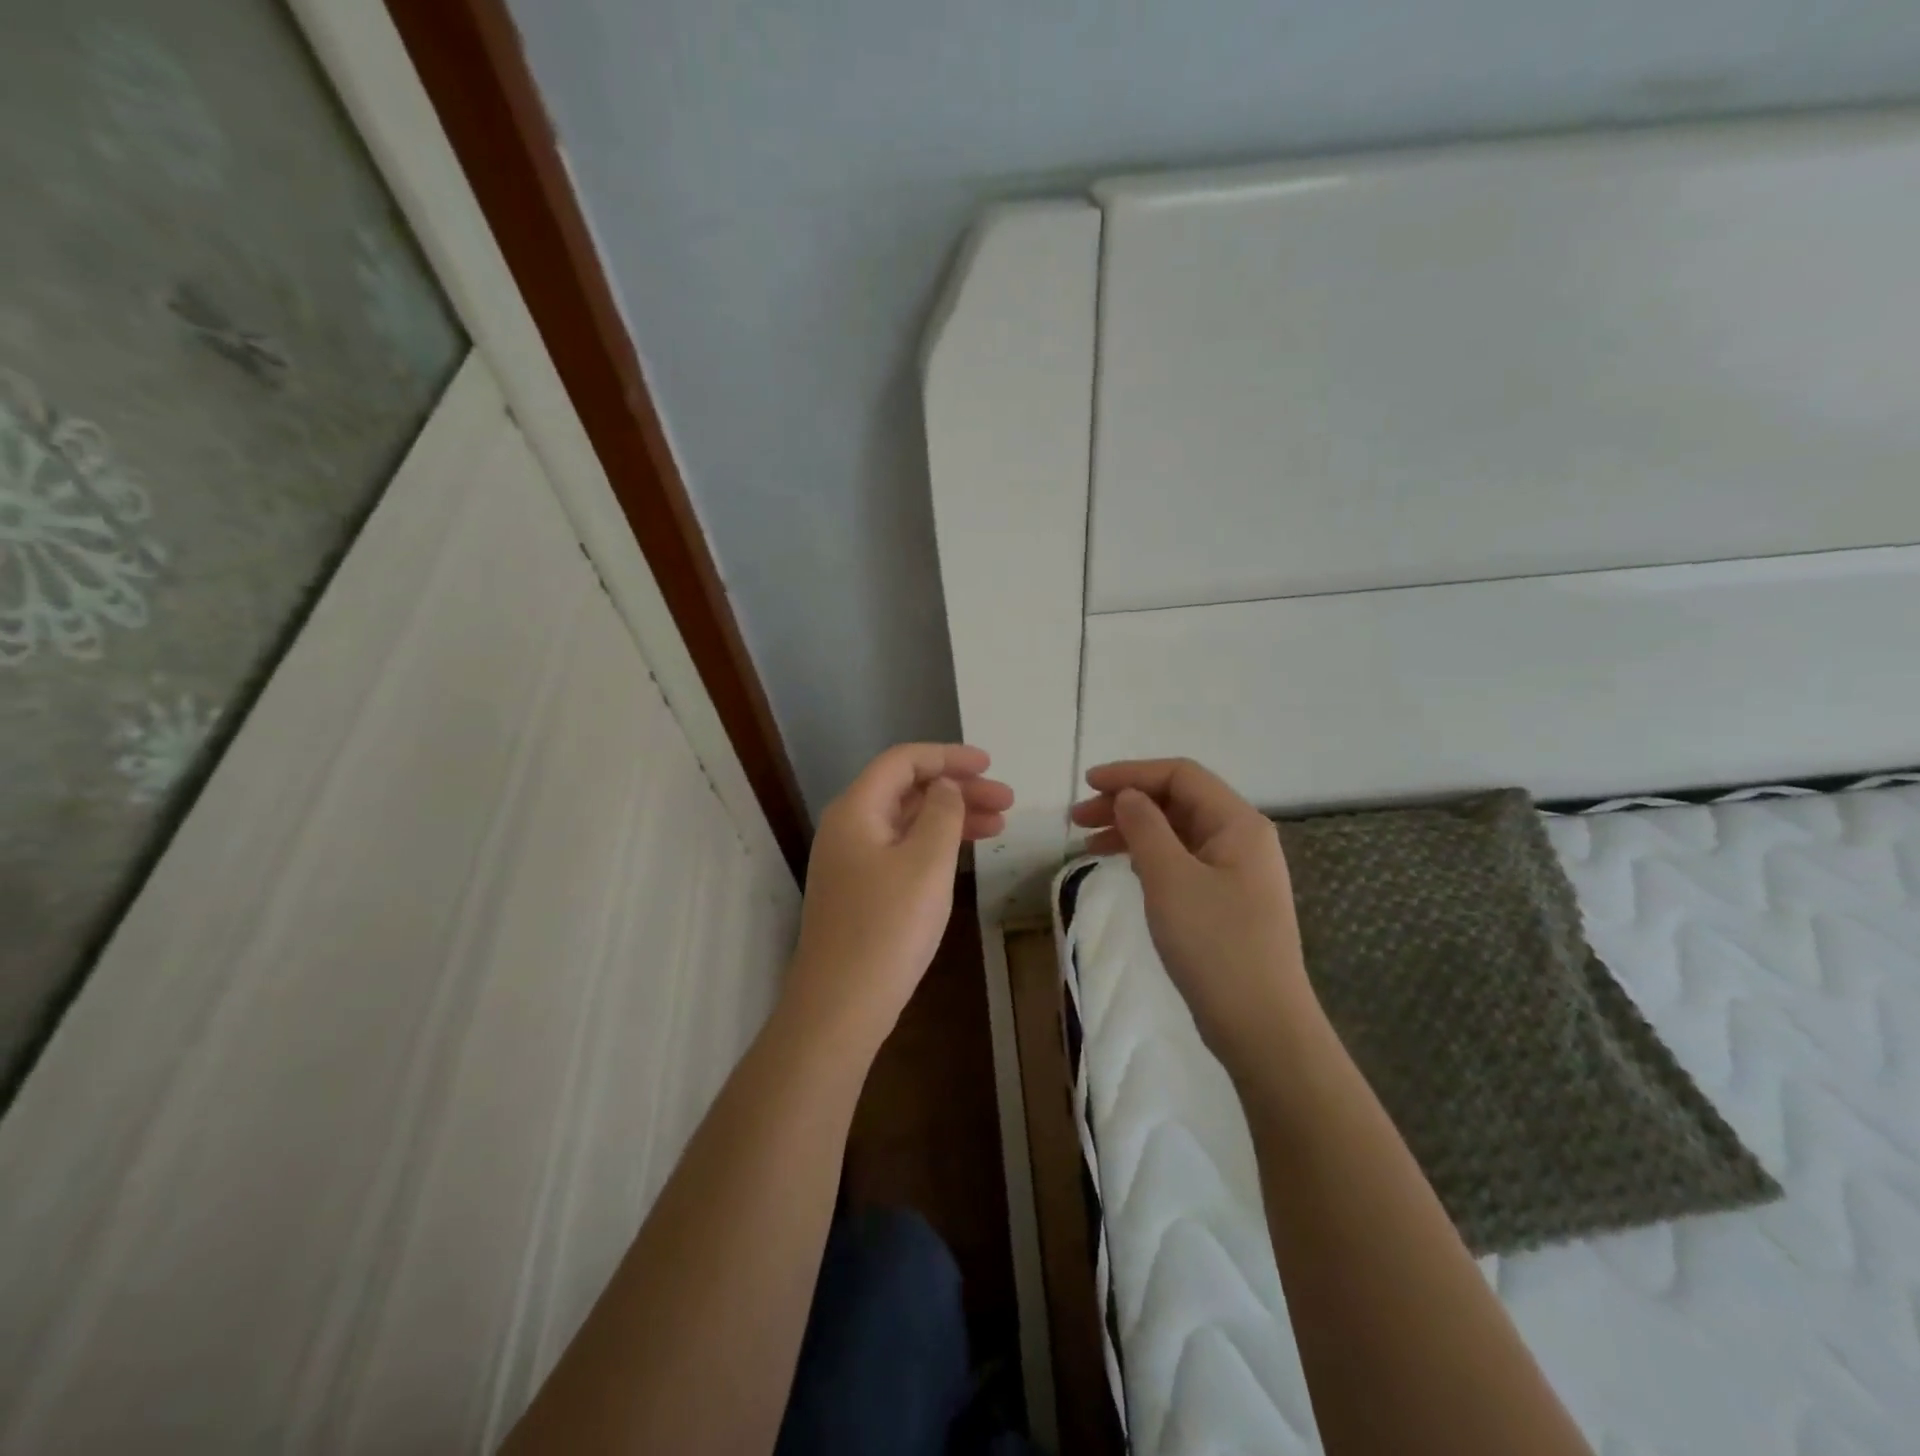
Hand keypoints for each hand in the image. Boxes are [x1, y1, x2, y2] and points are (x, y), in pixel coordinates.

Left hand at [787, 744, 1012, 1045]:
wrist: (840, 1006)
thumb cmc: (887, 928)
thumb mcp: (926, 863)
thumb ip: (942, 813)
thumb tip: (945, 786)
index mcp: (856, 810)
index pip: (902, 761)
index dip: (947, 756)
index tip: (990, 765)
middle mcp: (848, 827)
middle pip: (907, 789)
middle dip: (957, 789)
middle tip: (1007, 801)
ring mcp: (851, 861)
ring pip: (907, 821)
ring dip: (951, 817)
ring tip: (1000, 826)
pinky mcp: (860, 890)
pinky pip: (902, 849)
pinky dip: (934, 844)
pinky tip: (964, 854)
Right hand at [1072, 758, 1314, 1078]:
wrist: (1261, 1026)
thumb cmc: (1215, 945)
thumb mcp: (1170, 878)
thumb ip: (1145, 826)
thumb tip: (1128, 796)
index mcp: (1238, 823)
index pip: (1180, 775)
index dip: (1131, 773)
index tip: (1087, 785)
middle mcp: (1241, 838)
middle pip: (1178, 801)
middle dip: (1126, 802)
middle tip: (1077, 820)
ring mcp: (1236, 871)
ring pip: (1177, 832)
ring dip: (1132, 830)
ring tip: (1087, 845)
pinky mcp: (1226, 900)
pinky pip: (1181, 861)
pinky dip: (1148, 856)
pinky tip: (1123, 866)